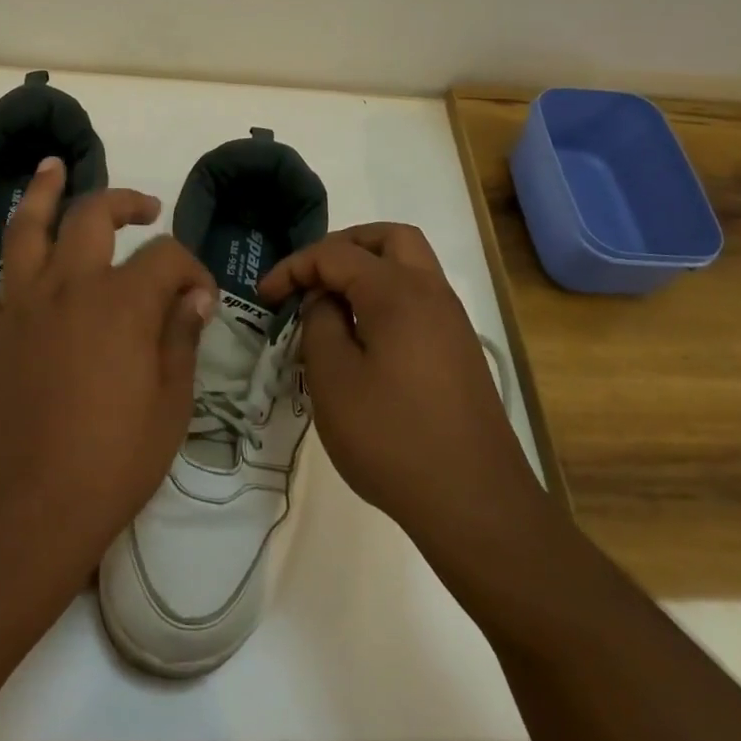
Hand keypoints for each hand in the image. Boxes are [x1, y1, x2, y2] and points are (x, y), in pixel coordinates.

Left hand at [0, 157, 216, 576]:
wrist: (28, 512)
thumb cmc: (112, 463)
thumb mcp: (170, 405)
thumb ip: (180, 339)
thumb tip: (193, 297)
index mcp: (123, 303)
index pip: (167, 258)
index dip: (192, 270)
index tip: (200, 299)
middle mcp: (70, 287)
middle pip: (93, 217)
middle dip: (124, 202)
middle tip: (144, 208)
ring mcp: (21, 306)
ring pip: (24, 229)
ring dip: (39, 193)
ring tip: (51, 166)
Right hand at [259, 223, 542, 550]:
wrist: (475, 503)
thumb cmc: (392, 437)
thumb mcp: (333, 379)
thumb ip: (320, 324)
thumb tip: (323, 301)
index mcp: (398, 291)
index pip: (336, 254)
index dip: (294, 267)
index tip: (265, 295)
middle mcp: (431, 292)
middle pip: (388, 238)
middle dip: (343, 246)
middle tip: (311, 276)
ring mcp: (452, 321)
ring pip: (410, 265)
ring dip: (369, 269)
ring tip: (332, 306)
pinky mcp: (459, 350)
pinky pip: (419, 298)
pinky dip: (387, 296)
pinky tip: (363, 338)